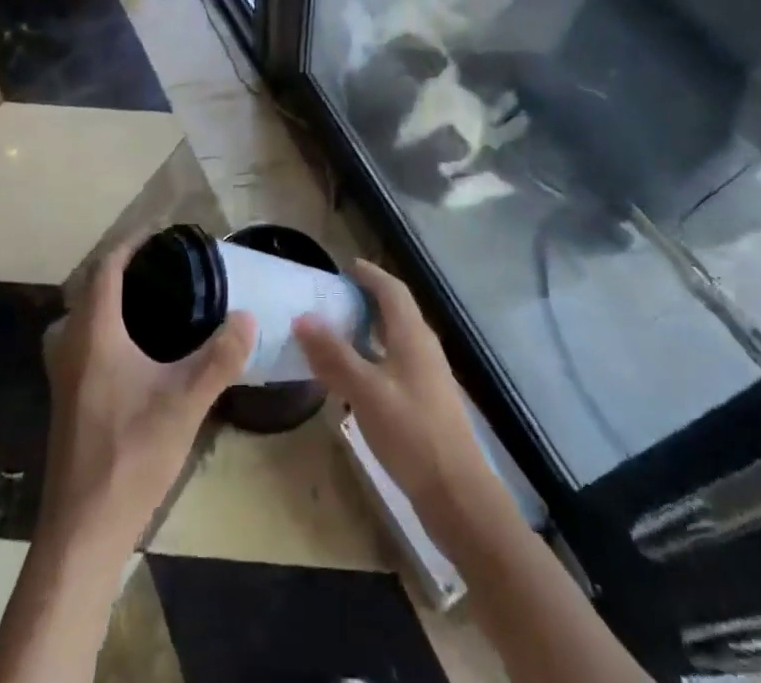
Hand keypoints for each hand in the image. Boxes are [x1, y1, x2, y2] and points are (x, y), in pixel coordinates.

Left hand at [39, 238, 254, 554]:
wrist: (83, 528)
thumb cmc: (130, 454)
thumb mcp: (186, 402)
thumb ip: (220, 357)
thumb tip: (247, 316)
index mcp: (94, 333)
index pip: (106, 268)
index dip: (131, 245)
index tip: (160, 234)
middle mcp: (71, 345)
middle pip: (90, 288)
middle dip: (121, 269)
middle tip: (162, 267)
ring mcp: (63, 374)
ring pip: (82, 317)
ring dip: (109, 299)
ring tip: (151, 301)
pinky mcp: (65, 399)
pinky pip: (82, 341)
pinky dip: (103, 326)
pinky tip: (134, 350)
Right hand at [293, 259, 502, 541]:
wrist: (457, 494)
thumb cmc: (411, 432)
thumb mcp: (366, 391)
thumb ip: (334, 355)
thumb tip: (302, 317)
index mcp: (412, 335)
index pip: (391, 289)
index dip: (369, 274)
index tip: (344, 266)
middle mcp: (423, 347)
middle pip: (394, 311)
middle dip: (365, 299)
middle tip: (332, 298)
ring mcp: (427, 376)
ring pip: (394, 339)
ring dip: (367, 330)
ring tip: (335, 333)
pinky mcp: (424, 402)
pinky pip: (394, 363)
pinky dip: (372, 358)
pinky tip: (353, 378)